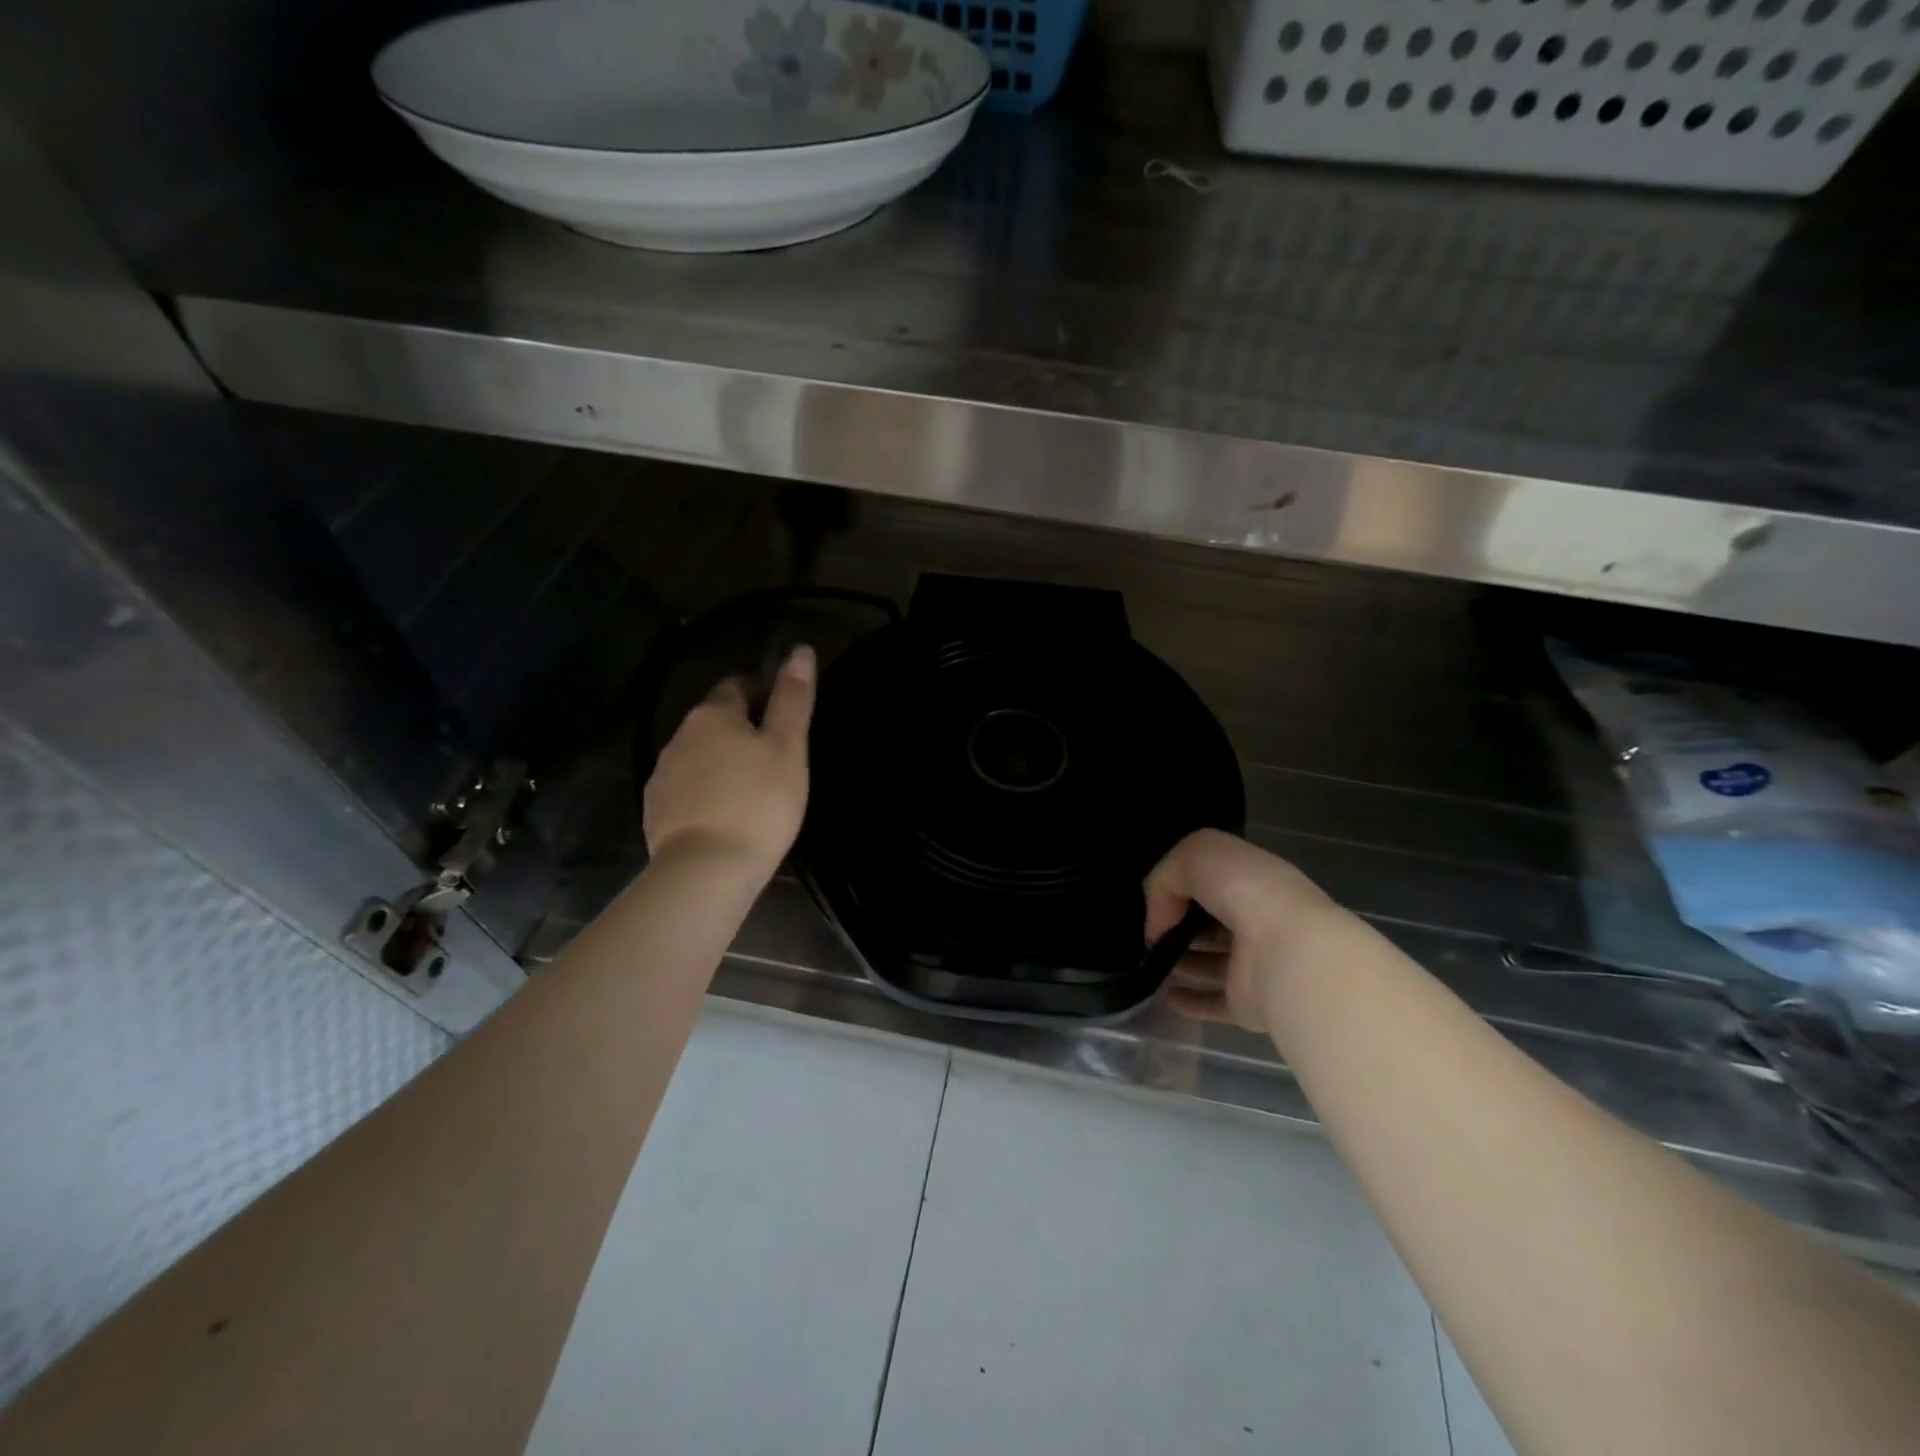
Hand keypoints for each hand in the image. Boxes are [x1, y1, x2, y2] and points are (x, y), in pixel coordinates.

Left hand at [643, 645, 815, 878]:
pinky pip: (686, 787)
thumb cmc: (759, 801)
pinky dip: (705, 791)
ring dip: (721, 760)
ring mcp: (663, 773)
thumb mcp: (788, 747)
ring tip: (751, 787)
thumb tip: (800, 650)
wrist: (706, 868)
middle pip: (714, 720)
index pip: (737, 685)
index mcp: (713, 714)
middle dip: (740, 729)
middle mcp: (680, 735)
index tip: (783, 715)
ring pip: (698, 754)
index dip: (761, 692)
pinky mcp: (656, 808)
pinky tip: (725, 813)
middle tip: (773, 756)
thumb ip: (793, 698)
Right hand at [1145, 829, 1346, 1031]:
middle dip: (1183, 923)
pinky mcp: (1251, 1003)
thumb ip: (1164, 880)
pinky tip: (1164, 996)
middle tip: (1151, 931)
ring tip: (1150, 960)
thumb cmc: (1245, 890)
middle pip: (1213, 922)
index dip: (1183, 884)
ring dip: (1184, 961)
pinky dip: (1191, 1000)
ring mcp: (1256, 964)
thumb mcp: (1193, 856)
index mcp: (1254, 880)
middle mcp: (1259, 920)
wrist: (1287, 950)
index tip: (1156, 897)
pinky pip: (1215, 1002)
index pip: (1215, 880)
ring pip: (1213, 962)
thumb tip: (1158, 925)